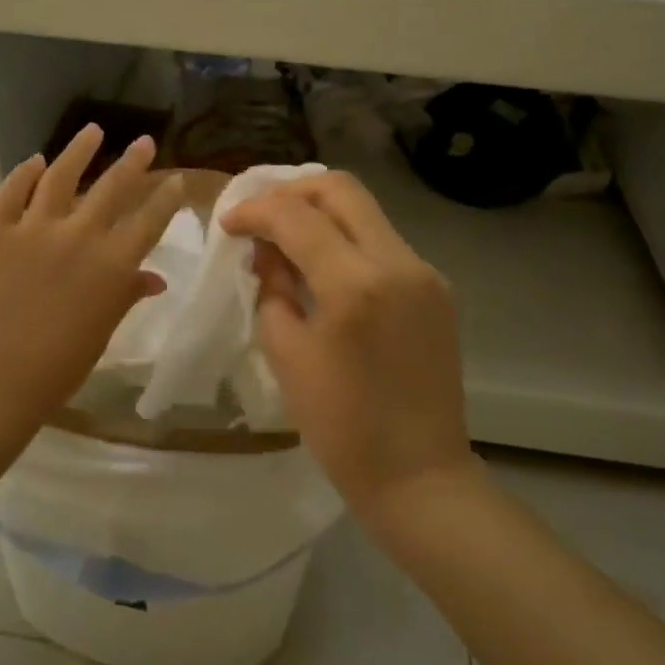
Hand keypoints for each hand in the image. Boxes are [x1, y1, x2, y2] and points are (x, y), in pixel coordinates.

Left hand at [0, 124, 185, 437]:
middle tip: (143, 142)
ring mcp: (33, 229)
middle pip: (112, 187)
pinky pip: (11, 192)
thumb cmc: (57, 368)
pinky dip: (24, 173)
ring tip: (92, 131)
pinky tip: (34, 161)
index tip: (177, 179)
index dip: (166, 197)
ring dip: (79, 151)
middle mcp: (79, 235)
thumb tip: (154, 278)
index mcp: (113, 264)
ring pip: (61, 176)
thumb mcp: (102, 332)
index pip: (149, 219)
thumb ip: (127, 296)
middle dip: (133, 162)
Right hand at [221, 172, 475, 524]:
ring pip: (365, 211)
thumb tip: (269, 253)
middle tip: (259, 216)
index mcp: (356, 284)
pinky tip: (322, 266)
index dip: (255, 210)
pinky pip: (383, 243)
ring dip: (320, 213)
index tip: (227, 222)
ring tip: (284, 240)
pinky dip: (346, 240)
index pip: (297, 216)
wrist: (419, 475)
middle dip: (291, 191)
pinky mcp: (436, 288)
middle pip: (341, 189)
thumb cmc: (342, 428)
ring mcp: (425, 272)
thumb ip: (272, 290)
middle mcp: (398, 262)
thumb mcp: (287, 355)